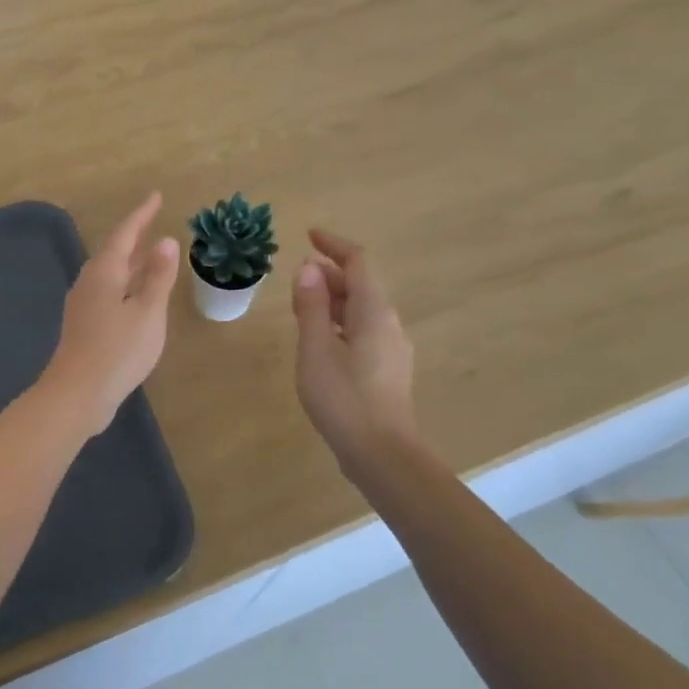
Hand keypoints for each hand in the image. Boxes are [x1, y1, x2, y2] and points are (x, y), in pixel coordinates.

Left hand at [41, 192, 180, 439]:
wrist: (77, 394)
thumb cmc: (118, 350)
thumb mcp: (147, 312)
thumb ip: (158, 276)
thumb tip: (166, 240)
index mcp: (105, 272)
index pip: (125, 234)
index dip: (141, 215)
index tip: (156, 197)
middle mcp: (90, 282)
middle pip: (113, 251)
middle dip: (133, 235)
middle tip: (152, 221)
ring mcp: (83, 304)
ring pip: (109, 272)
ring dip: (129, 260)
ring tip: (148, 253)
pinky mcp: (84, 324)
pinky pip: (108, 290)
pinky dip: (124, 282)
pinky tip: (133, 294)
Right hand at [291, 229, 421, 476]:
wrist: (382, 454)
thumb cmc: (343, 397)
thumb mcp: (315, 348)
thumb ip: (311, 306)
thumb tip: (309, 268)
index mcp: (374, 312)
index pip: (357, 262)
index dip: (334, 245)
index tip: (309, 235)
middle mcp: (388, 323)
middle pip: (361, 285)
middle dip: (330, 274)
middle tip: (297, 276)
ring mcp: (391, 348)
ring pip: (361, 310)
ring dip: (333, 299)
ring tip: (303, 306)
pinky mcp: (387, 370)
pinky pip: (363, 330)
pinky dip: (340, 322)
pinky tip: (321, 340)